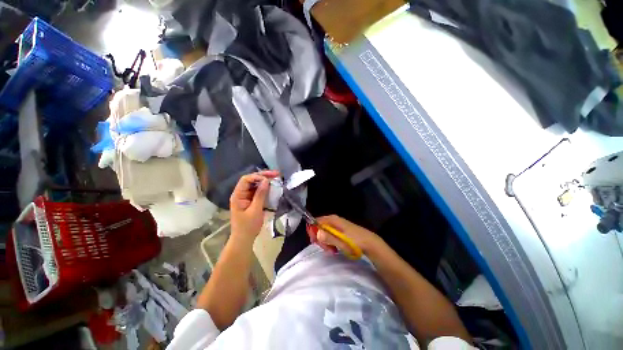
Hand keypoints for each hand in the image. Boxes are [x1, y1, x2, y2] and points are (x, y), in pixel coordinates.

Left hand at [230, 170, 278, 240]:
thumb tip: (266, 181)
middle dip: (263, 176)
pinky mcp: (251, 201)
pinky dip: (265, 188)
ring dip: (265, 181)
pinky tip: (273, 187)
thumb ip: (260, 195)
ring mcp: (246, 197)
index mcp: (238, 195)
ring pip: (256, 185)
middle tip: (276, 174)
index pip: (246, 180)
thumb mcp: (255, 210)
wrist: (244, 239)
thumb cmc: (248, 226)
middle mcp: (241, 194)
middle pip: (251, 180)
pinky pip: (258, 191)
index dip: (257, 176)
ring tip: (276, 178)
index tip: (269, 179)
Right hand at [307, 215, 386, 257]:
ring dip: (325, 242)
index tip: (315, 242)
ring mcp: (337, 225)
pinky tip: (334, 249)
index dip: (313, 231)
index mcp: (332, 219)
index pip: (316, 221)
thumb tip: (317, 234)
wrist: (370, 243)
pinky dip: (330, 242)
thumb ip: (328, 237)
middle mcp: (334, 220)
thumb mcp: (341, 241)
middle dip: (320, 239)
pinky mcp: (340, 231)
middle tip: (326, 249)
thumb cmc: (355, 242)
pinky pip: (330, 235)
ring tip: (331, 250)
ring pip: (324, 232)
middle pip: (319, 227)